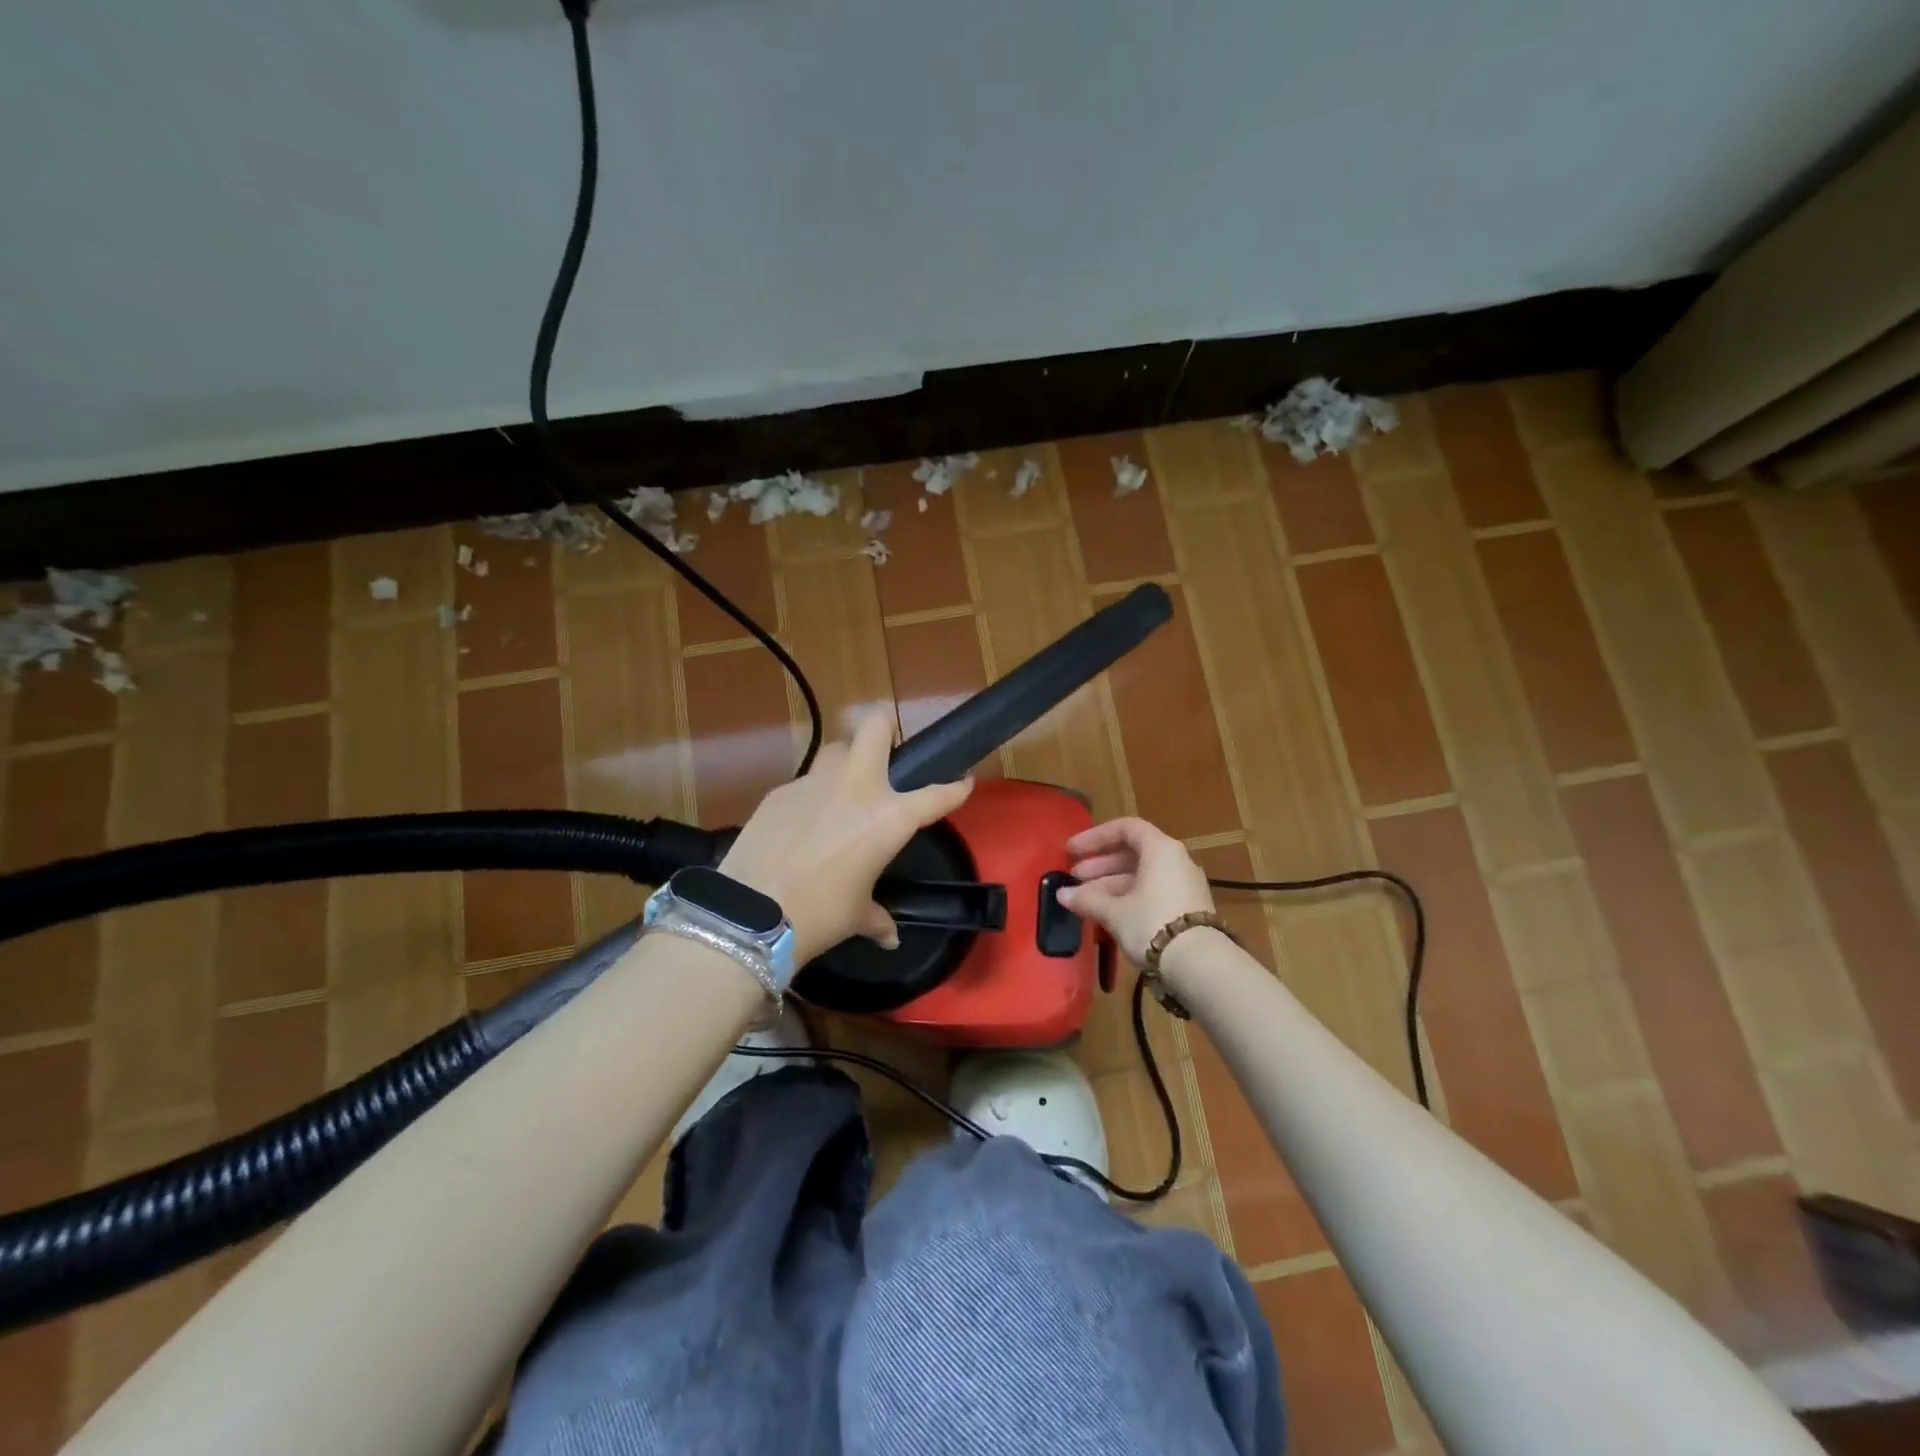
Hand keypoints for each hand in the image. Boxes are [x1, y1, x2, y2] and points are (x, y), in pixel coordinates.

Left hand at [719, 713, 972, 964]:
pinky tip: (801, 823)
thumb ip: (877, 918)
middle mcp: (856, 788)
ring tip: (841, 788)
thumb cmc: (821, 915)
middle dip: (886, 729)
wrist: (752, 912)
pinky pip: (804, 782)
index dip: (955, 788)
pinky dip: (810, 796)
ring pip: (835, 750)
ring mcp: (814, 783)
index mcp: (889, 818)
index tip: (964, 781)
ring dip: (844, 760)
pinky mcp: (780, 791)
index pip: (936, 795)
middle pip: (875, 728)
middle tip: (887, 749)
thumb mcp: (855, 916)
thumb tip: (889, 937)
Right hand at [1055, 817, 1214, 965]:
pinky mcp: (1188, 909)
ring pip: (1141, 876)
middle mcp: (1176, 860)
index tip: (1072, 851)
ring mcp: (1184, 885)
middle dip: (1100, 865)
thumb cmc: (1152, 923)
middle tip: (1074, 878)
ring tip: (1083, 901)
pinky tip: (1107, 915)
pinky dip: (1128, 898)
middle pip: (1133, 853)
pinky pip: (1152, 893)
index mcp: (1160, 849)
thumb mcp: (1114, 911)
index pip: (1125, 828)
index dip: (1095, 837)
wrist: (1200, 965)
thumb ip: (1087, 899)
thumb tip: (1062, 895)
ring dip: (1110, 884)